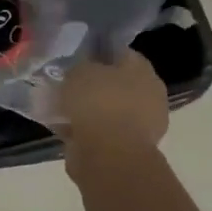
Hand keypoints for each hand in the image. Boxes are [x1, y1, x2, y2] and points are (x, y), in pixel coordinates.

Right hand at [58, 49, 169, 175]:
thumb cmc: (98, 103)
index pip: (121, 53)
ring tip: (62, 107)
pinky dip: (87, 131)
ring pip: (109, 109)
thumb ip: (81, 66)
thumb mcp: (80, 70)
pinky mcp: (130, 149)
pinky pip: (104, 132)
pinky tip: (66, 127)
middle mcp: (149, 95)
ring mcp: (143, 125)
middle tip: (67, 83)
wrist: (110, 157)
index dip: (97, 53)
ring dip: (90, 110)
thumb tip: (80, 71)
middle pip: (116, 83)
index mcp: (143, 70)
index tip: (76, 58)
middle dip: (93, 84)